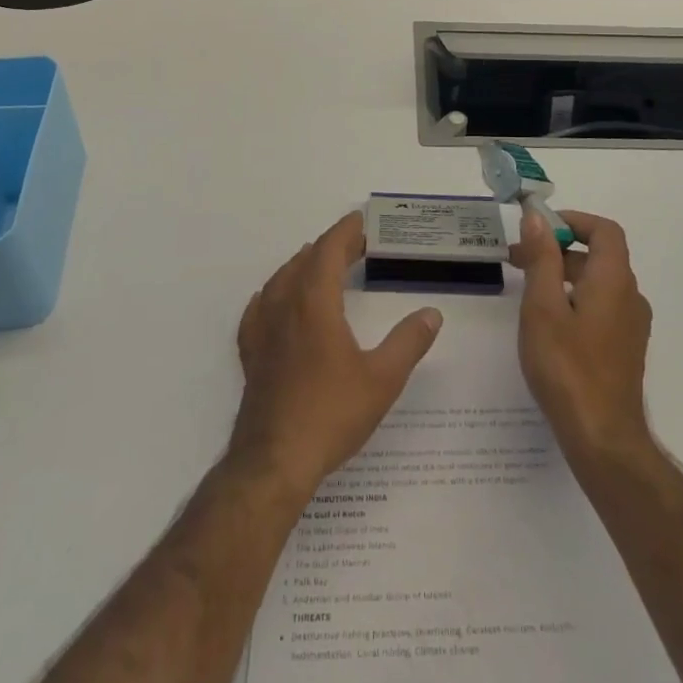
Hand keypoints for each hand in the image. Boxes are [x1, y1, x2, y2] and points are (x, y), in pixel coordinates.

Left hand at [229, 212, 443, 498]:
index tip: (361, 221)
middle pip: (305, 261)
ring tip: (320, 265)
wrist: (274, 462)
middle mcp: (284, 306)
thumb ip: (408, 342)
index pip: (329, 250)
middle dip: (330, 247)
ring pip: (280, 280)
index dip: (345, 231)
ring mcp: (262, 330)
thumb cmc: (331, 413)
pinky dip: (274, 294)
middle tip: (355, 245)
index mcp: (314, 302)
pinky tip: (274, 301)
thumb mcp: (382, 378)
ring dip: (303, 265)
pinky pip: (259, 308)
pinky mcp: (251, 354)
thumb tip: (431, 314)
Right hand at [510, 207, 654, 467]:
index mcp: (613, 280)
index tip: (538, 229)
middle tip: (518, 260)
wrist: (603, 439)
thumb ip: (541, 258)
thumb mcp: (543, 307)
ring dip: (564, 275)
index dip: (573, 221)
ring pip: (598, 283)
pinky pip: (601, 306)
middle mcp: (630, 296)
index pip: (605, 230)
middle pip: (599, 256)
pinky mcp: (624, 349)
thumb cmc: (568, 368)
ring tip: (526, 291)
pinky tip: (549, 323)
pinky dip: (575, 298)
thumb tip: (537, 217)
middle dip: (558, 249)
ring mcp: (630, 326)